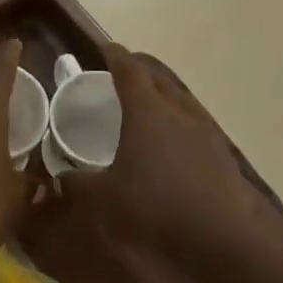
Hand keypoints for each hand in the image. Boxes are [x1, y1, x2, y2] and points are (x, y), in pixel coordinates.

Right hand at [56, 45, 282, 267]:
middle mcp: (178, 111)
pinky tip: (172, 145)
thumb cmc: (155, 206)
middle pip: (159, 79)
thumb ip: (77, 184)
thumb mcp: (104, 199)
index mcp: (146, 111)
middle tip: (122, 78)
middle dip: (140, 74)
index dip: (115, 57)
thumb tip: (60, 178)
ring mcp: (205, 130)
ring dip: (162, 97)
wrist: (220, 234)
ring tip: (147, 109)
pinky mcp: (221, 153)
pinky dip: (178, 124)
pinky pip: (195, 125)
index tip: (105, 49)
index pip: (129, 70)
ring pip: (180, 100)